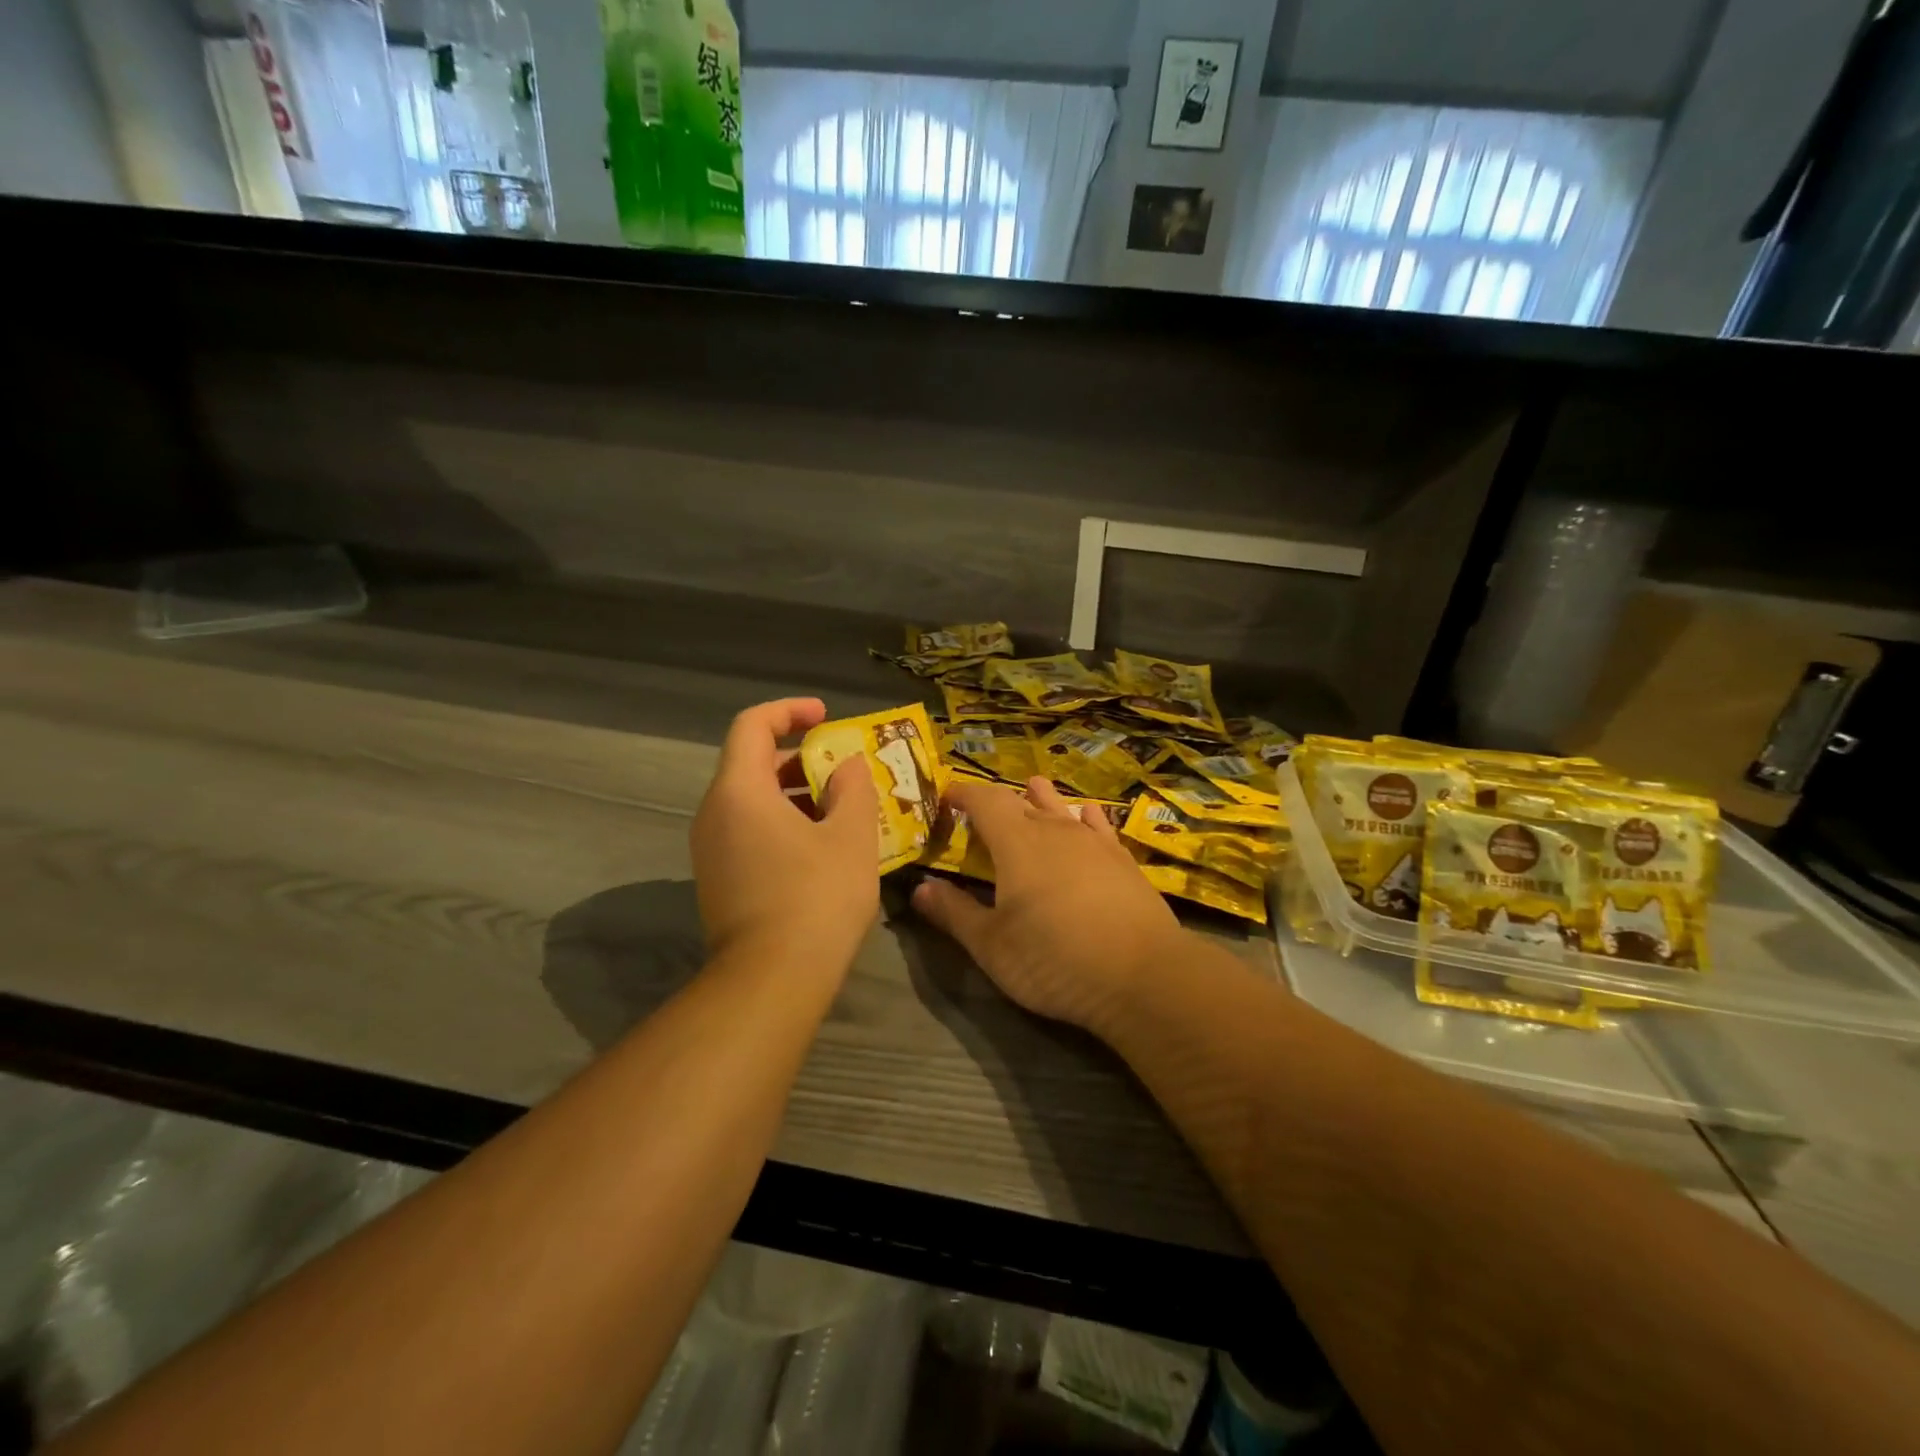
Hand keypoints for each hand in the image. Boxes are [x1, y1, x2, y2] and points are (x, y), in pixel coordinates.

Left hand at [691, 698, 879, 976]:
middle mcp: (714, 814)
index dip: (789, 711)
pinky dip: (784, 824)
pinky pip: (750, 832)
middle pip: (752, 764)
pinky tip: (823, 849)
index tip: (826, 717)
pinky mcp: (719, 881)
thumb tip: (847, 767)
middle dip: (801, 758)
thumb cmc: (815, 898)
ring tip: (843, 810)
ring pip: (753, 802)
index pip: (752, 725)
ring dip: (796, 795)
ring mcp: (711, 851)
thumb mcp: (850, 836)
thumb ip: (853, 788)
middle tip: (844, 770)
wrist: (770, 982)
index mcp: (739, 792)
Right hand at [912, 777, 1187, 1031]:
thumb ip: (954, 913)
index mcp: (1016, 842)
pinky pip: (1098, 825)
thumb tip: (920, 889)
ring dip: (1042, 800)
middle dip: (997, 803)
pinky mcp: (1123, 860)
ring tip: (1032, 789)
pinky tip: (1085, 815)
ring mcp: (1094, 842)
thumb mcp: (992, 945)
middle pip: (1021, 802)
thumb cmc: (1054, 960)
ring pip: (1061, 808)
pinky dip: (1084, 817)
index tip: (946, 798)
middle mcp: (1054, 830)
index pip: (984, 800)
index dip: (962, 794)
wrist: (1142, 975)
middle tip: (981, 812)